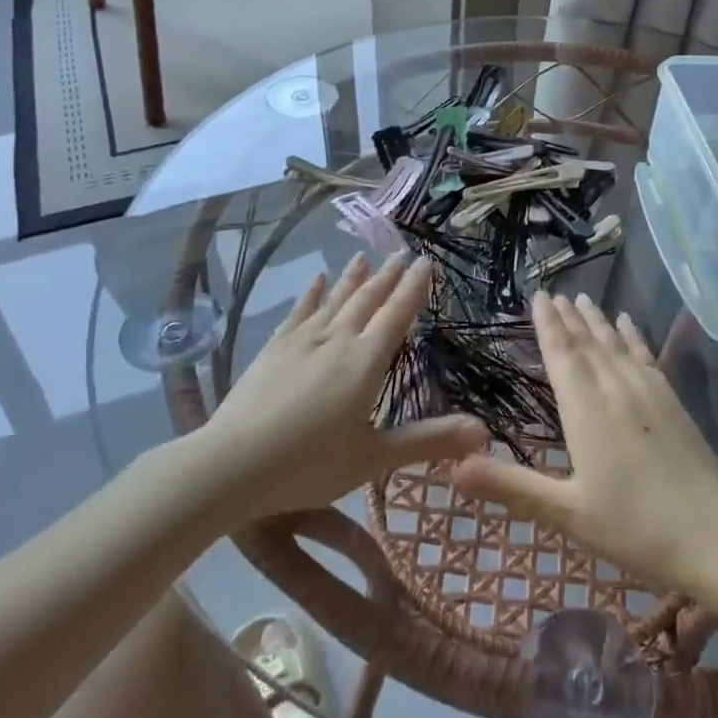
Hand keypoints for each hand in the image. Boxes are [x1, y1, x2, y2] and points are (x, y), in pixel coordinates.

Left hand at [200, 253, 488, 523]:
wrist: (232, 464)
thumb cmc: (308, 464)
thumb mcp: (374, 458)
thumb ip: (428, 441)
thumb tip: (485, 431)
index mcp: (366, 362)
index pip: (397, 315)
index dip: (413, 288)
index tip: (425, 262)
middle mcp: (337, 340)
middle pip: (368, 300)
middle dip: (387, 276)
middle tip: (401, 253)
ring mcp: (302, 341)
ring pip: (335, 300)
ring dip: (352, 278)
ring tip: (363, 256)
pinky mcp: (274, 348)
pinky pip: (299, 312)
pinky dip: (312, 294)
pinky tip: (316, 280)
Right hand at [452, 291, 717, 594]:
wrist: (715, 536)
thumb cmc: (634, 527)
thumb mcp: (566, 513)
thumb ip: (511, 487)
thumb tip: (453, 467)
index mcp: (586, 411)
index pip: (562, 356)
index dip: (548, 326)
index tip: (539, 297)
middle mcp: (616, 390)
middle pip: (588, 344)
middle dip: (569, 317)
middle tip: (555, 292)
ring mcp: (649, 393)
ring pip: (616, 346)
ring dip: (598, 321)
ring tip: (585, 298)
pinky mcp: (673, 402)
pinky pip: (647, 357)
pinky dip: (634, 337)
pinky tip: (629, 325)